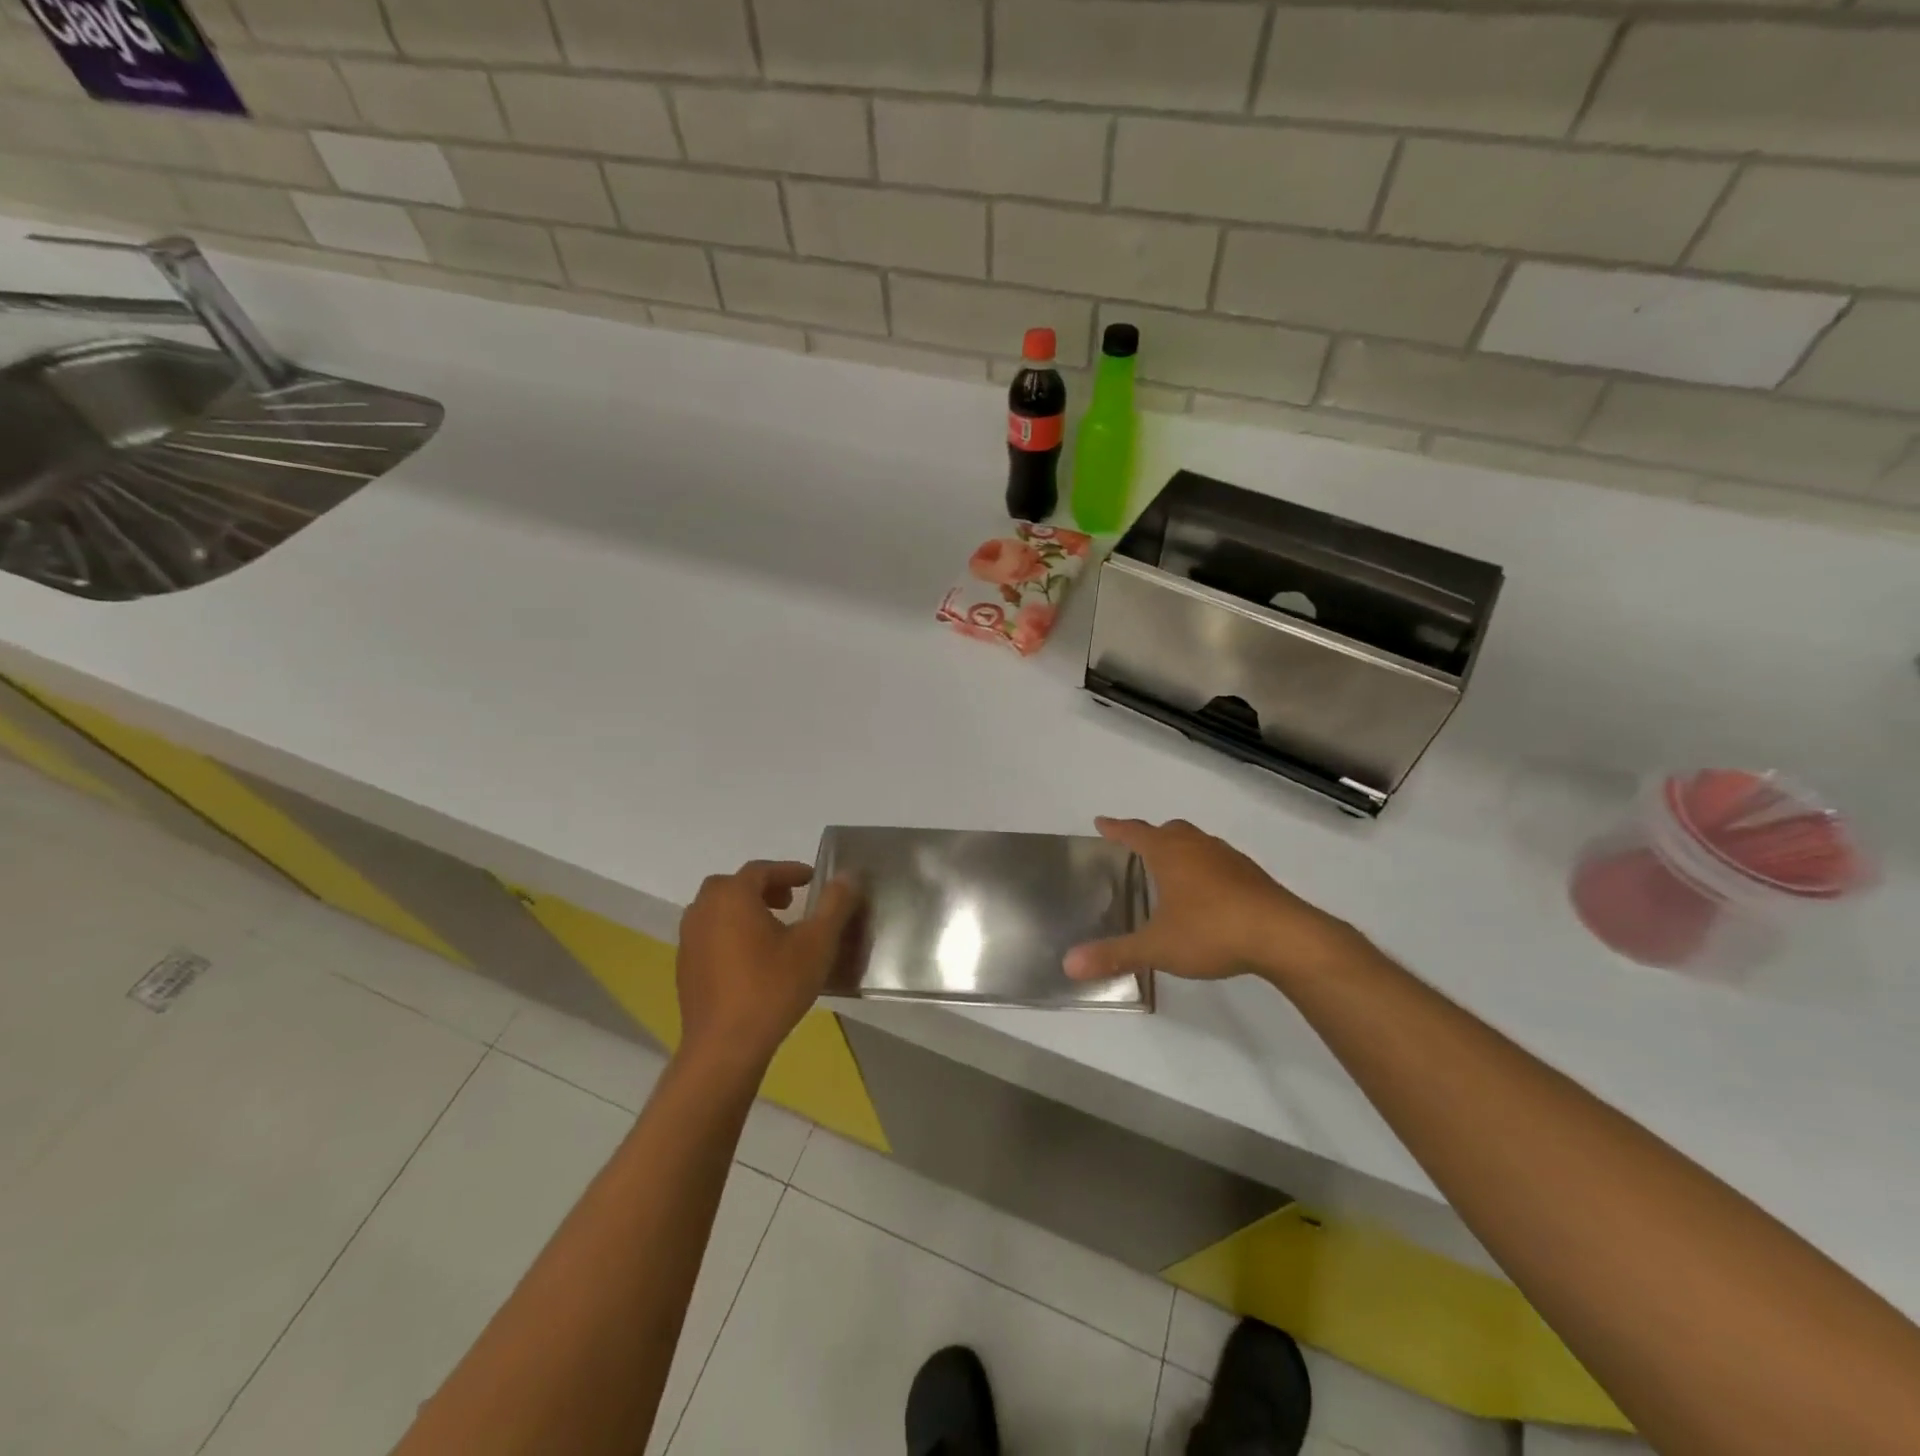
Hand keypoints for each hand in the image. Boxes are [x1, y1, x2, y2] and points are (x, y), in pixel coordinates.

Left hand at [675, 861, 858, 1076]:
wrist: (725, 1047)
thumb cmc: (773, 988)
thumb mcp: (816, 944)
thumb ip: (834, 904)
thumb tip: (847, 875)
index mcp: (733, 897)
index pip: (761, 870)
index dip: (789, 871)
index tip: (811, 880)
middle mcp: (704, 910)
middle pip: (733, 886)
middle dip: (763, 887)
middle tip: (790, 901)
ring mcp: (689, 940)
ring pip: (717, 910)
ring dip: (744, 909)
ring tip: (773, 928)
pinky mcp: (685, 968)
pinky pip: (709, 934)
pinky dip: (730, 932)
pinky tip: (751, 959)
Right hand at [1064, 817, 1357, 987]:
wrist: (1283, 935)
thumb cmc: (1211, 931)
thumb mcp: (1157, 947)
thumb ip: (1114, 954)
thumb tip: (1068, 964)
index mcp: (1170, 854)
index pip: (1135, 833)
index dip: (1116, 828)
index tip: (1101, 822)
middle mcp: (1197, 847)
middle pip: (1169, 831)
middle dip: (1151, 836)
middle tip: (1137, 849)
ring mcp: (1228, 858)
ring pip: (1197, 843)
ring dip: (1181, 850)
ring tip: (1172, 872)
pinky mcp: (1252, 876)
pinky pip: (1219, 861)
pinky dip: (1205, 868)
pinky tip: (1207, 895)